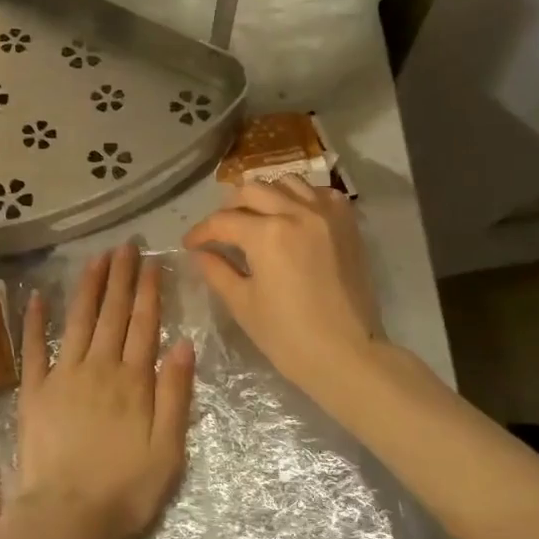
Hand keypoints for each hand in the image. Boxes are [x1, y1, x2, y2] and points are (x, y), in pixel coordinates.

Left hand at [12, 245, 195, 538]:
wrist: (66, 517)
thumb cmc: (125, 489)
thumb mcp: (169, 449)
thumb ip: (175, 394)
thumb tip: (183, 344)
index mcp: (133, 380)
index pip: (144, 324)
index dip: (149, 291)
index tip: (152, 262)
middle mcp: (98, 367)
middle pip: (113, 314)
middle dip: (121, 277)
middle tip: (126, 246)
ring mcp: (63, 376)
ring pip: (78, 321)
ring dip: (88, 287)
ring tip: (96, 259)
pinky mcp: (34, 391)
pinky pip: (34, 349)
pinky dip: (35, 322)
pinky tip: (37, 298)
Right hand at [182, 176, 381, 398]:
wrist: (348, 355)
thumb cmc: (289, 337)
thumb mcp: (243, 304)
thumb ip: (217, 271)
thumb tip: (200, 253)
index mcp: (267, 234)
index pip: (223, 221)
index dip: (201, 232)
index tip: (190, 244)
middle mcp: (297, 212)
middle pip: (252, 191)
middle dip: (229, 208)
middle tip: (221, 231)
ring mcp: (326, 214)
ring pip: (286, 183)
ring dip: (265, 196)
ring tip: (257, 218)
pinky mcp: (347, 224)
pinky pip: (319, 193)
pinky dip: (301, 198)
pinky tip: (293, 217)